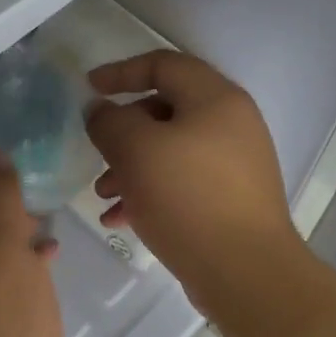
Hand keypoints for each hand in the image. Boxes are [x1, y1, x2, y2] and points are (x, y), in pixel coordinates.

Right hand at [84, 52, 306, 318]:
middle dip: (123, 132)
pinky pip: (183, 183)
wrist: (246, 272)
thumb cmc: (188, 199)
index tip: (89, 88)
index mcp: (216, 99)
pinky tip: (121, 220)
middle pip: (166, 110)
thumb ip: (110, 121)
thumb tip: (102, 111)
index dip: (122, 71)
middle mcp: (231, 124)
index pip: (164, 64)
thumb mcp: (136, 151)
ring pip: (171, 151)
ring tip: (104, 196)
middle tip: (97, 153)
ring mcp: (235, 164)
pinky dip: (150, 192)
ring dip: (131, 167)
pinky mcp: (231, 200)